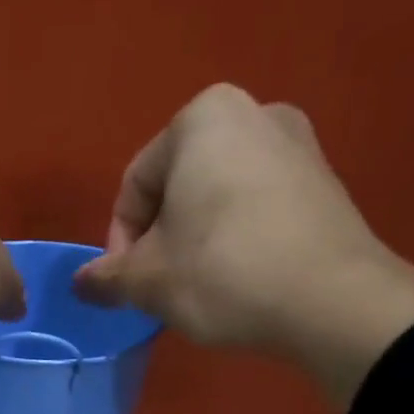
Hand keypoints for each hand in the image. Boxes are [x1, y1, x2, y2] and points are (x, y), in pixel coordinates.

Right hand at [75, 84, 413, 404]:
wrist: (332, 301)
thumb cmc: (222, 273)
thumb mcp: (147, 281)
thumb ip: (106, 278)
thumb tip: (80, 283)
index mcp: (202, 118)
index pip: (134, 185)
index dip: (120, 242)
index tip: (126, 286)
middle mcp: (253, 112)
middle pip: (177, 187)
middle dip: (159, 239)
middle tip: (158, 288)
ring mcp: (298, 144)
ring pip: (216, 198)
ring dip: (194, 242)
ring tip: (196, 289)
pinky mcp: (325, 181)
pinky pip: (256, 208)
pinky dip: (235, 240)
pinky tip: (238, 280)